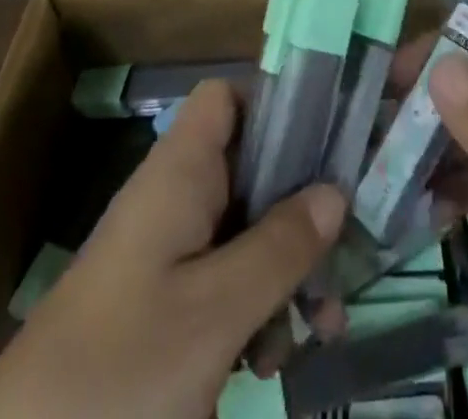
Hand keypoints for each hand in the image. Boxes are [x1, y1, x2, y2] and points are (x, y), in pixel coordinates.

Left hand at [0, 78, 343, 418]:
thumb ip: (279, 246)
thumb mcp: (215, 311)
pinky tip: (277, 357)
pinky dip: (256, 307)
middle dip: (300, 210)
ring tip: (321, 327)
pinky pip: (223, 280)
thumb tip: (336, 188)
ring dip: (285, 270)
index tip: (326, 143)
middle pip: (249, 168)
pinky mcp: (161, 305)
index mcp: (179, 172)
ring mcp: (166, 253)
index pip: (227, 99)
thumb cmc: (123, 368)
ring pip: (243, 231)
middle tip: (344, 256)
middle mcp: (174, 198)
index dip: (274, 106)